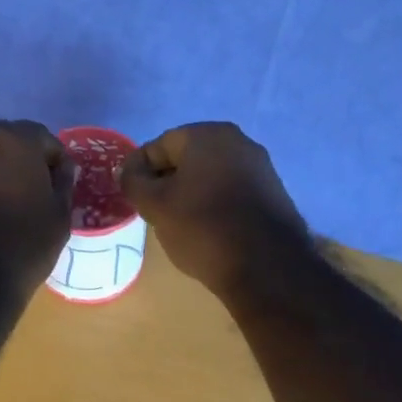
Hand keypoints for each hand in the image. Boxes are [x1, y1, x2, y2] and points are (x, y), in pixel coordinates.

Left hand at [0, 120, 74, 293]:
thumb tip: (62, 167)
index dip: (52, 160)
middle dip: (16, 162)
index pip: (41, 137)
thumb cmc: (25, 247)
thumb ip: (63, 183)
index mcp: (16, 142)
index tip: (56, 184)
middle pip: (4, 143)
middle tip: (26, 194)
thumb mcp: (60, 217)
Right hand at [118, 123, 310, 296]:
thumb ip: (133, 181)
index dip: (140, 171)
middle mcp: (238, 141)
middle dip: (167, 182)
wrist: (266, 266)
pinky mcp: (273, 192)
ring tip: (179, 225)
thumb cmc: (202, 228)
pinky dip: (215, 204)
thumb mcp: (155, 206)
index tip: (132, 197)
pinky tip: (209, 230)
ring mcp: (260, 166)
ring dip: (191, 194)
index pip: (159, 146)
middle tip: (153, 212)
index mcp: (207, 135)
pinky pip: (232, 191)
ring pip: (210, 175)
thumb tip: (128, 170)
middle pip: (187, 158)